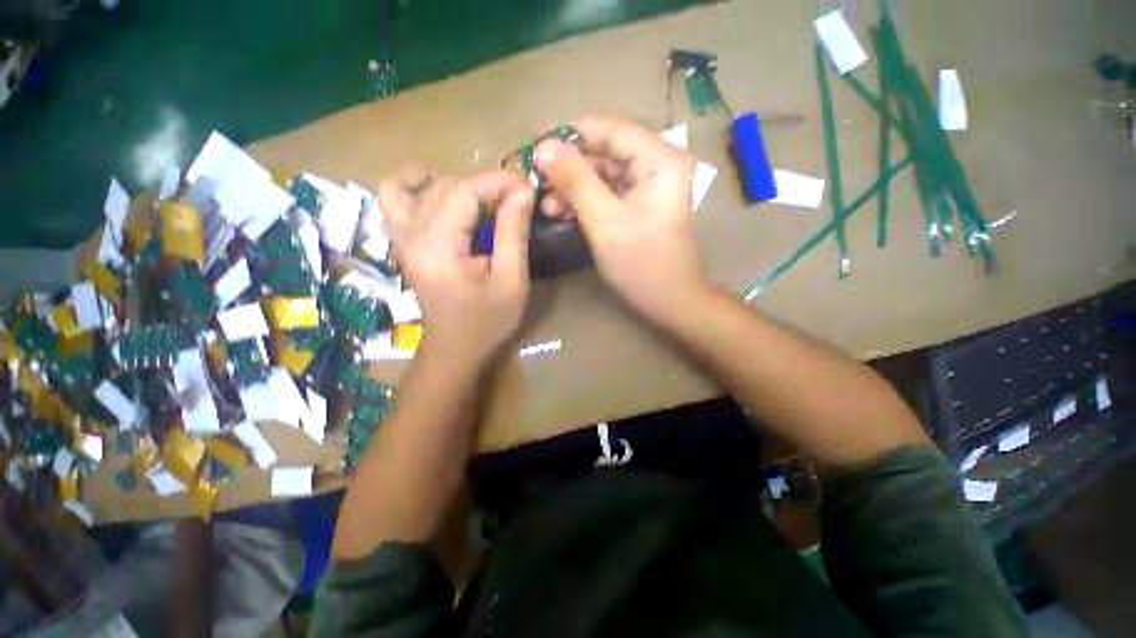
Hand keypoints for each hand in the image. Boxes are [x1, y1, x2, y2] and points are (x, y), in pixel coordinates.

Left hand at [378, 164, 534, 365]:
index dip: (497, 182)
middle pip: (443, 186)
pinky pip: (393, 200)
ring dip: (448, 182)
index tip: (526, 188)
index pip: (463, 192)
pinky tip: (440, 196)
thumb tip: (522, 192)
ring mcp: (400, 239)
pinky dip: (414, 188)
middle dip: (483, 185)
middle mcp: (410, 236)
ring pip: (410, 186)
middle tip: (514, 201)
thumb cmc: (487, 322)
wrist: (454, 349)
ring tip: (477, 196)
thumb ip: (513, 233)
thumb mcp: (511, 281)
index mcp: (438, 248)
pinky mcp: (401, 244)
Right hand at [535, 116, 710, 322]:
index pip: (612, 130)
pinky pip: (605, 195)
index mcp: (661, 161)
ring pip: (602, 176)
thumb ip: (576, 182)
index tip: (536, 145)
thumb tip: (543, 147)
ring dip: (572, 188)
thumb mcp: (606, 222)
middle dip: (569, 168)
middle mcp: (657, 167)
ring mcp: (647, 189)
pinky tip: (561, 213)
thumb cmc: (643, 265)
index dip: (572, 134)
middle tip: (537, 182)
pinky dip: (583, 203)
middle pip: (605, 153)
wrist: (670, 303)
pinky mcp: (637, 208)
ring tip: (546, 205)